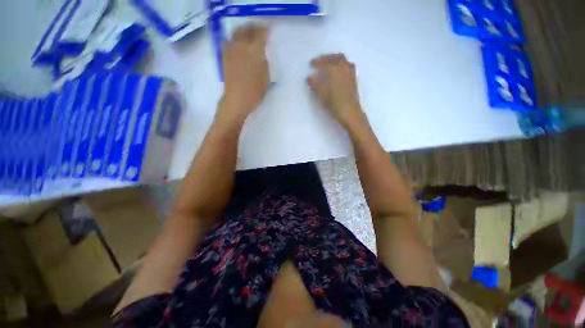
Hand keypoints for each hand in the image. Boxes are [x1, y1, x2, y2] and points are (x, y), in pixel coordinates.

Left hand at [221, 24, 269, 122]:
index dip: (265, 30)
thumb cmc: (255, 93)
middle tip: (259, 30)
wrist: (237, 100)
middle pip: (247, 29)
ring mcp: (231, 50)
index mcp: (255, 52)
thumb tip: (260, 53)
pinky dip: (234, 39)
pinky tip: (237, 43)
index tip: (268, 30)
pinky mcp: (225, 56)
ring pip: (237, 32)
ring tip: (249, 34)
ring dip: (244, 30)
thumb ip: (264, 62)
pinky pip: (228, 41)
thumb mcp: (266, 79)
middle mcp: (242, 46)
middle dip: (254, 27)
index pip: (261, 34)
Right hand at [307, 54, 363, 127]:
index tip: (311, 64)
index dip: (317, 62)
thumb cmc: (334, 103)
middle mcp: (344, 68)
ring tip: (328, 66)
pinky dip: (340, 66)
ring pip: (343, 61)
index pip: (325, 62)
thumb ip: (315, 84)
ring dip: (335, 60)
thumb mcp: (321, 95)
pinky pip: (347, 66)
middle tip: (320, 62)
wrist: (350, 112)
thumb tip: (309, 78)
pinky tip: (336, 73)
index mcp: (335, 70)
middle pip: (336, 57)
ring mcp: (351, 73)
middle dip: (327, 58)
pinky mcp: (354, 80)